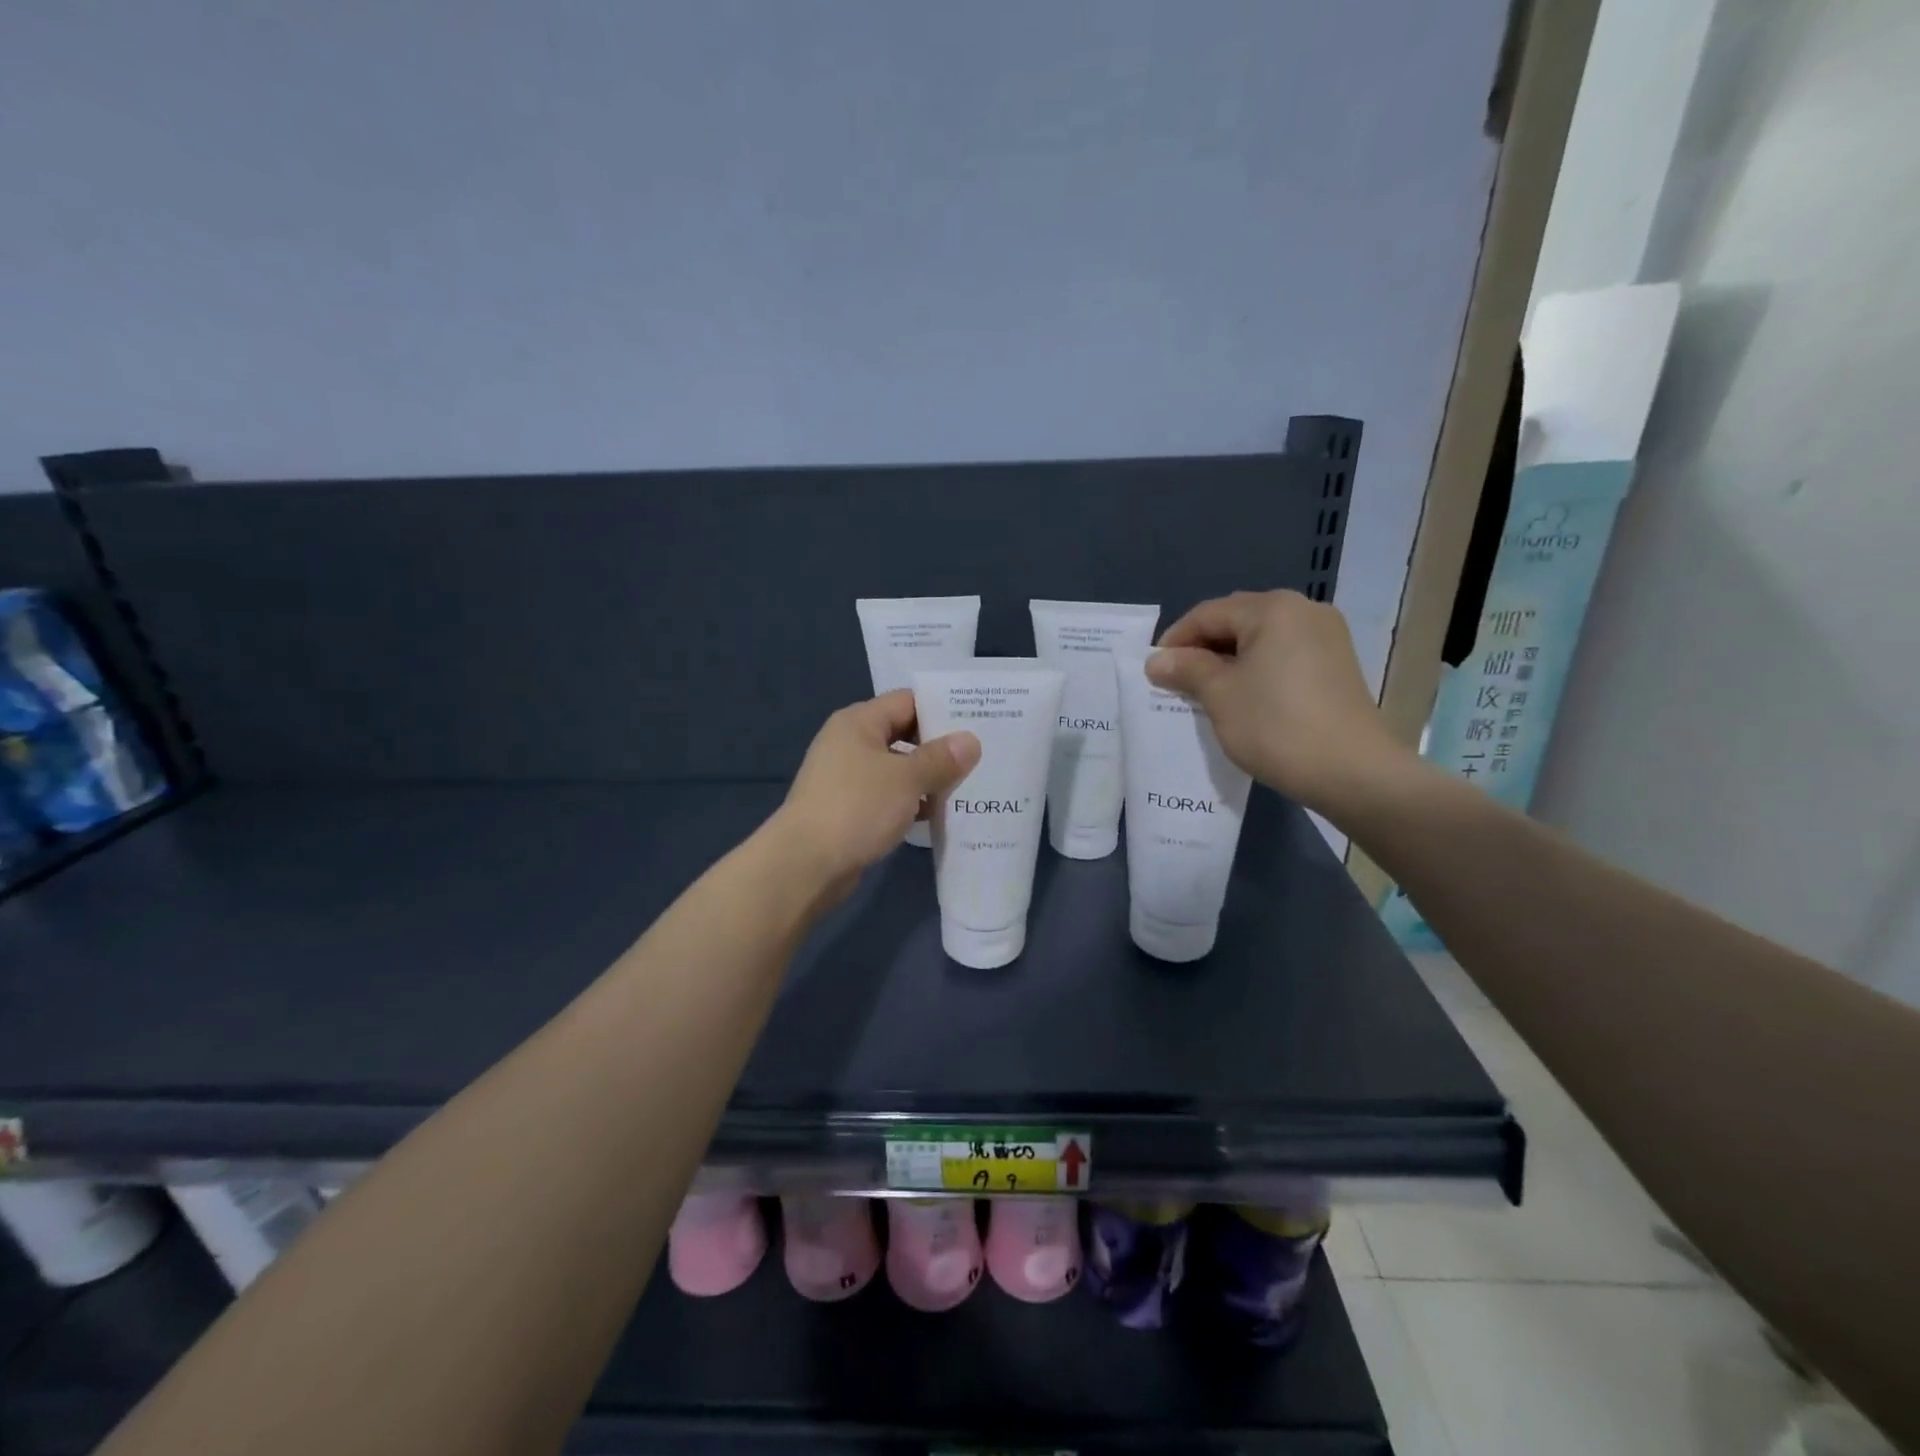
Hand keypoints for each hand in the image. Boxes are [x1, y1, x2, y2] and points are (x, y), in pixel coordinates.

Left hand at [769, 689, 980, 892]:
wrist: (805, 864)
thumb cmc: (857, 808)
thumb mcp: (906, 779)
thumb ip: (941, 758)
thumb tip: (971, 740)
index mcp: (859, 722)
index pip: (908, 701)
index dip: (943, 708)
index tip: (979, 721)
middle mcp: (850, 743)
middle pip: (904, 734)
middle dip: (940, 747)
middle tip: (981, 755)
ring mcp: (847, 778)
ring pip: (897, 769)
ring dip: (928, 778)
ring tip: (969, 786)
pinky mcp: (849, 809)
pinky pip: (888, 796)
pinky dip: (911, 802)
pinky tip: (939, 815)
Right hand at [1147, 590, 1419, 817]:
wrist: (1353, 772)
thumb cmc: (1276, 726)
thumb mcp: (1220, 695)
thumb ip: (1186, 669)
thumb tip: (1156, 661)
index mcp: (1273, 609)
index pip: (1207, 614)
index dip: (1175, 641)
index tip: (1153, 672)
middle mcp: (1303, 610)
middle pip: (1236, 620)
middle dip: (1202, 648)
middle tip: (1176, 681)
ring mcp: (1326, 636)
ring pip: (1260, 639)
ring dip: (1228, 661)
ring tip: (1205, 692)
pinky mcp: (1335, 664)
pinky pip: (1282, 654)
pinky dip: (1256, 669)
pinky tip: (1242, 697)